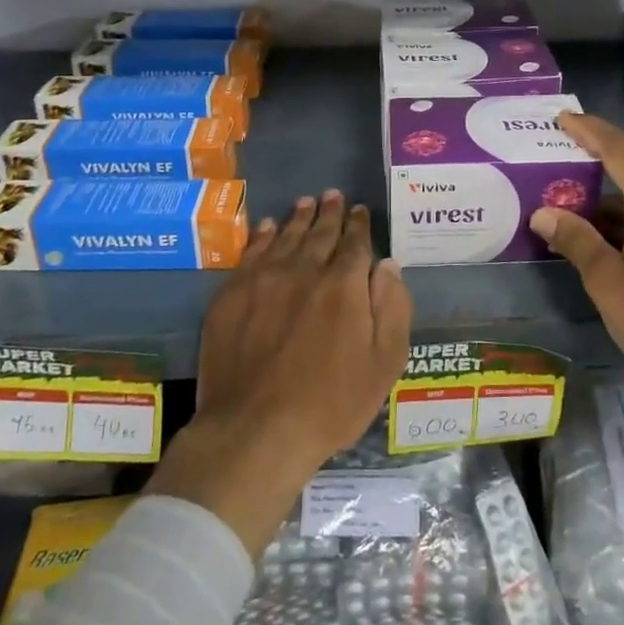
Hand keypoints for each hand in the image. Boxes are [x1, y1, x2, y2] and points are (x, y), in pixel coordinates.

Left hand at [147, 191, 412, 554]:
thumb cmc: (330, 403)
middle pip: (319, 233)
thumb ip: (392, 307)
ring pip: (285, 236)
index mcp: (344, 285)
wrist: (255, 430)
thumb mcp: (384, 362)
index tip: (360, 210)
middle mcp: (304, 270)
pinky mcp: (231, 295)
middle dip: (330, 212)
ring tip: (306, 202)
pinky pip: (251, 253)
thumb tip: (388, 264)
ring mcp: (263, 280)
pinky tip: (266, 227)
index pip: (355, 243)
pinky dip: (262, 236)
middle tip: (333, 195)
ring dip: (298, 217)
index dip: (359, 225)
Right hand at [529, 113, 623, 405]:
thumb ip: (577, 240)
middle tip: (563, 152)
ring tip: (576, 202)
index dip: (590, 131)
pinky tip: (610, 234)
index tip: (563, 118)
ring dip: (614, 194)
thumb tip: (543, 212)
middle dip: (599, 157)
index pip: (620, 150)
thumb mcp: (608, 283)